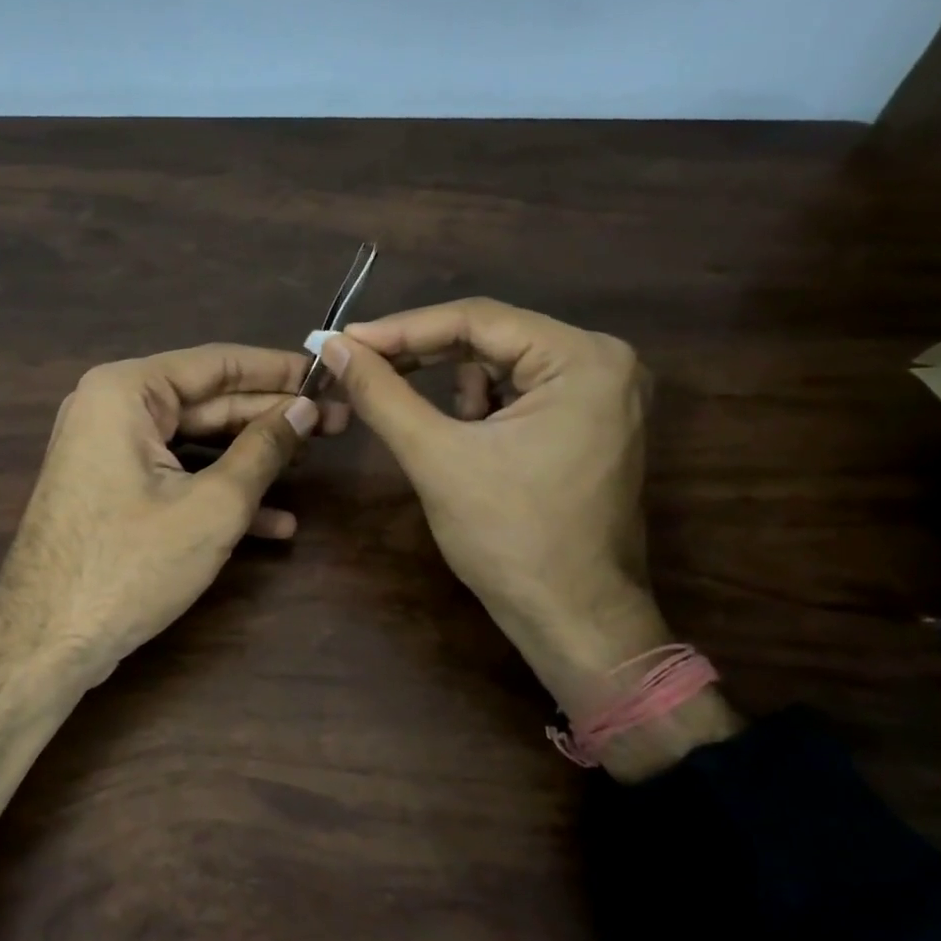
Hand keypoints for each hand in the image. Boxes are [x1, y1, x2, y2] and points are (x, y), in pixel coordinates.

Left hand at [0, 344, 319, 697]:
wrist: (45, 642)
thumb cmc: (131, 564)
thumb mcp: (213, 506)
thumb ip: (263, 449)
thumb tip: (305, 409)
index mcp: (127, 391)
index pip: (218, 364)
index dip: (278, 370)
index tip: (328, 375)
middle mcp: (113, 408)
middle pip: (208, 402)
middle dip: (271, 417)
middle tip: (334, 422)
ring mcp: (110, 451)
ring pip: (196, 442)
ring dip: (252, 458)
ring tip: (313, 463)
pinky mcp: (114, 489)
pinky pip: (175, 474)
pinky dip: (219, 491)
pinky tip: (276, 520)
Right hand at [319, 299, 667, 714]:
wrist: (572, 620)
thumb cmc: (510, 538)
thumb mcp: (436, 457)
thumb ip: (381, 393)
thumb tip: (334, 346)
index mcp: (583, 358)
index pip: (477, 319)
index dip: (402, 328)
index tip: (344, 340)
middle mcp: (606, 361)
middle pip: (492, 337)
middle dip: (424, 354)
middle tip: (361, 365)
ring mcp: (606, 393)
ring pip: (503, 364)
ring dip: (453, 384)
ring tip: (423, 419)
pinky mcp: (593, 421)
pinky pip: (523, 391)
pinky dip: (482, 405)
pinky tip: (464, 436)